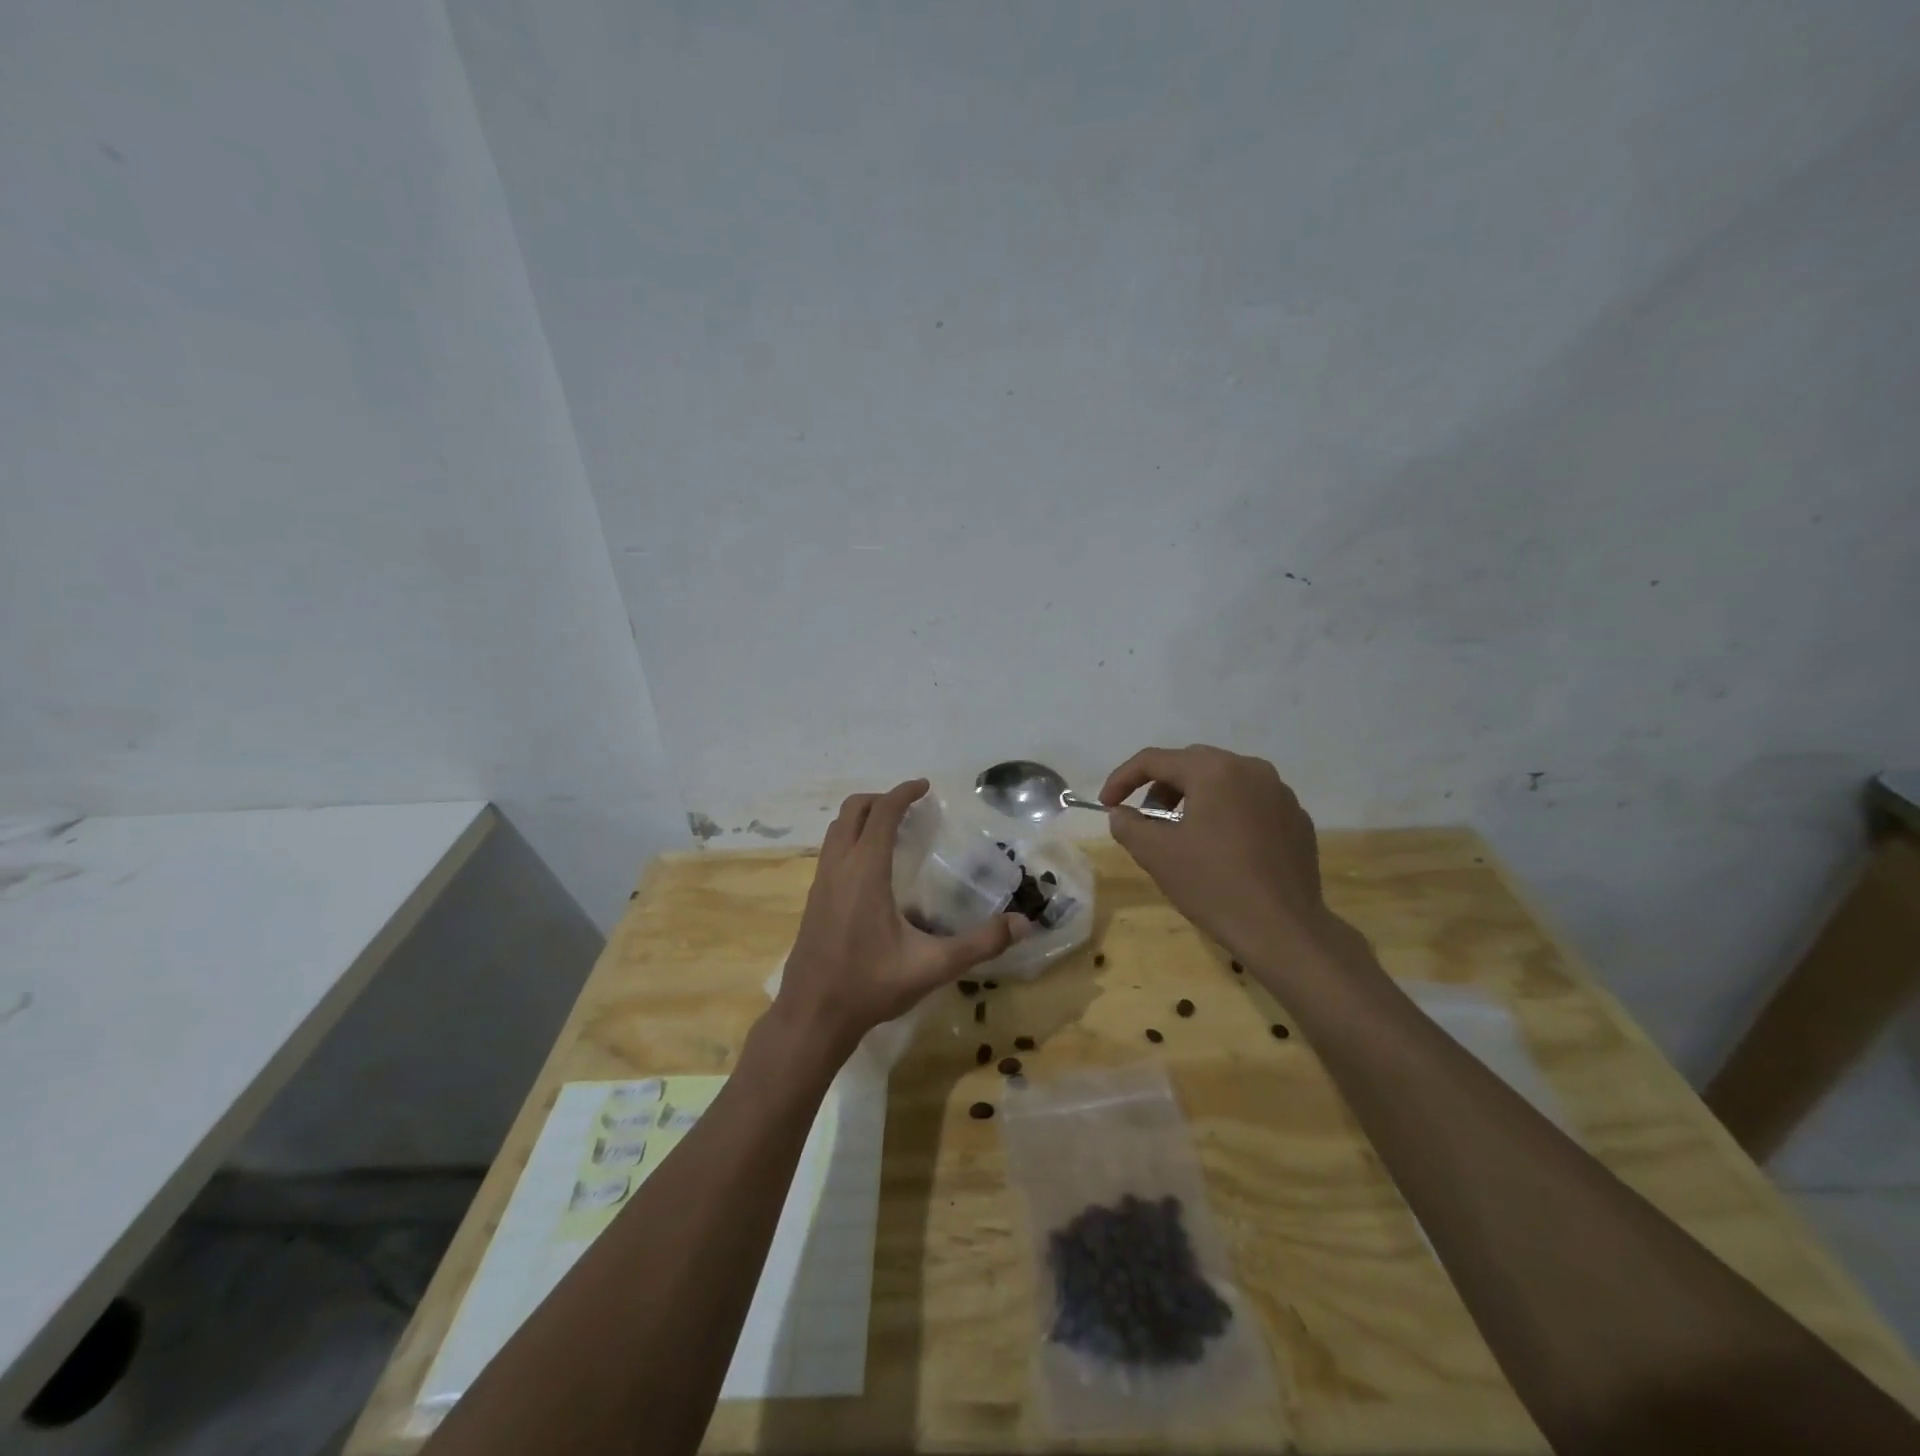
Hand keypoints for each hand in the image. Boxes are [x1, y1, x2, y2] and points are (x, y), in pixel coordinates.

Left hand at [774, 780, 1028, 1058]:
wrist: (812, 1016)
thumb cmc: (870, 986)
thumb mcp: (932, 966)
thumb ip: (979, 943)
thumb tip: (1022, 923)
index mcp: (864, 872)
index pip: (881, 814)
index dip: (902, 793)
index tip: (924, 786)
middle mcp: (838, 867)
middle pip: (852, 811)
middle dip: (880, 799)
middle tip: (909, 806)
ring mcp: (821, 883)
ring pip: (836, 830)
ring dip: (861, 818)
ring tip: (892, 830)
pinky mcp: (814, 900)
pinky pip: (831, 851)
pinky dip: (850, 840)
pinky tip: (872, 869)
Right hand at [1100, 745, 1356, 971]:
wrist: (1284, 929)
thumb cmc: (1214, 884)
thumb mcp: (1156, 854)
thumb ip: (1128, 825)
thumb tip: (1121, 813)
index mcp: (1214, 770)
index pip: (1154, 760)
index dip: (1122, 779)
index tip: (1106, 805)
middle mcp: (1251, 769)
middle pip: (1192, 765)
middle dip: (1160, 788)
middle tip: (1144, 818)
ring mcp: (1280, 793)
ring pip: (1224, 782)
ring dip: (1195, 799)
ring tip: (1182, 833)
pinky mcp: (1297, 820)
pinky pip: (1251, 804)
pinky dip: (1227, 815)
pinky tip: (1222, 849)